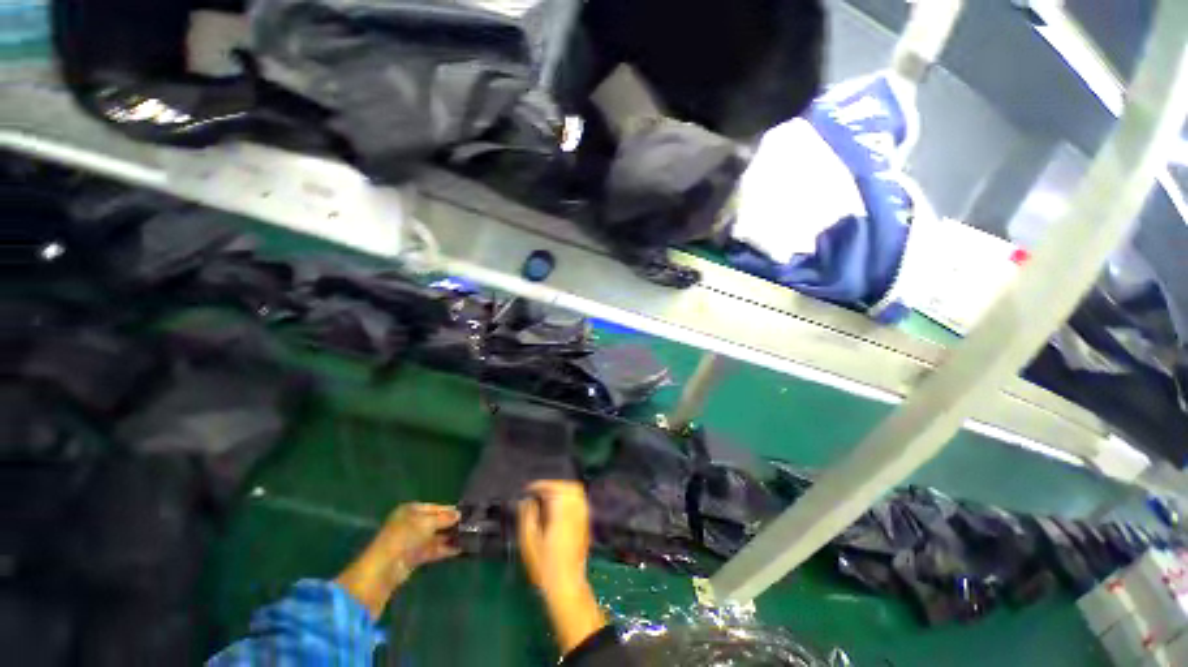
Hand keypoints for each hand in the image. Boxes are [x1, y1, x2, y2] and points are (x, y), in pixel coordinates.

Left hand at [375, 503, 461, 569]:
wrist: (385, 567)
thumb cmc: (405, 536)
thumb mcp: (427, 522)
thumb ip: (444, 518)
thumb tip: (459, 514)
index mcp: (410, 510)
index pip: (434, 507)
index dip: (448, 510)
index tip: (465, 512)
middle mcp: (410, 524)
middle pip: (434, 522)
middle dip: (449, 524)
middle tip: (469, 525)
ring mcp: (411, 541)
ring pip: (434, 537)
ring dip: (448, 537)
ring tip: (468, 537)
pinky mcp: (413, 557)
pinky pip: (432, 550)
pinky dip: (444, 549)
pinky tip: (459, 549)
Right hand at [517, 481, 605, 653]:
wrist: (566, 585)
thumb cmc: (545, 567)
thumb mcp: (529, 544)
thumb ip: (527, 517)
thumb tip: (527, 502)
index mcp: (561, 515)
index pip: (555, 488)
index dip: (542, 485)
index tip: (530, 489)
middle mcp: (575, 513)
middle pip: (570, 487)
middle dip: (554, 484)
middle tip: (541, 491)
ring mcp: (583, 518)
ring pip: (577, 493)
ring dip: (563, 489)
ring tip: (549, 496)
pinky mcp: (585, 525)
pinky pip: (580, 502)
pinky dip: (570, 498)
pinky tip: (559, 507)